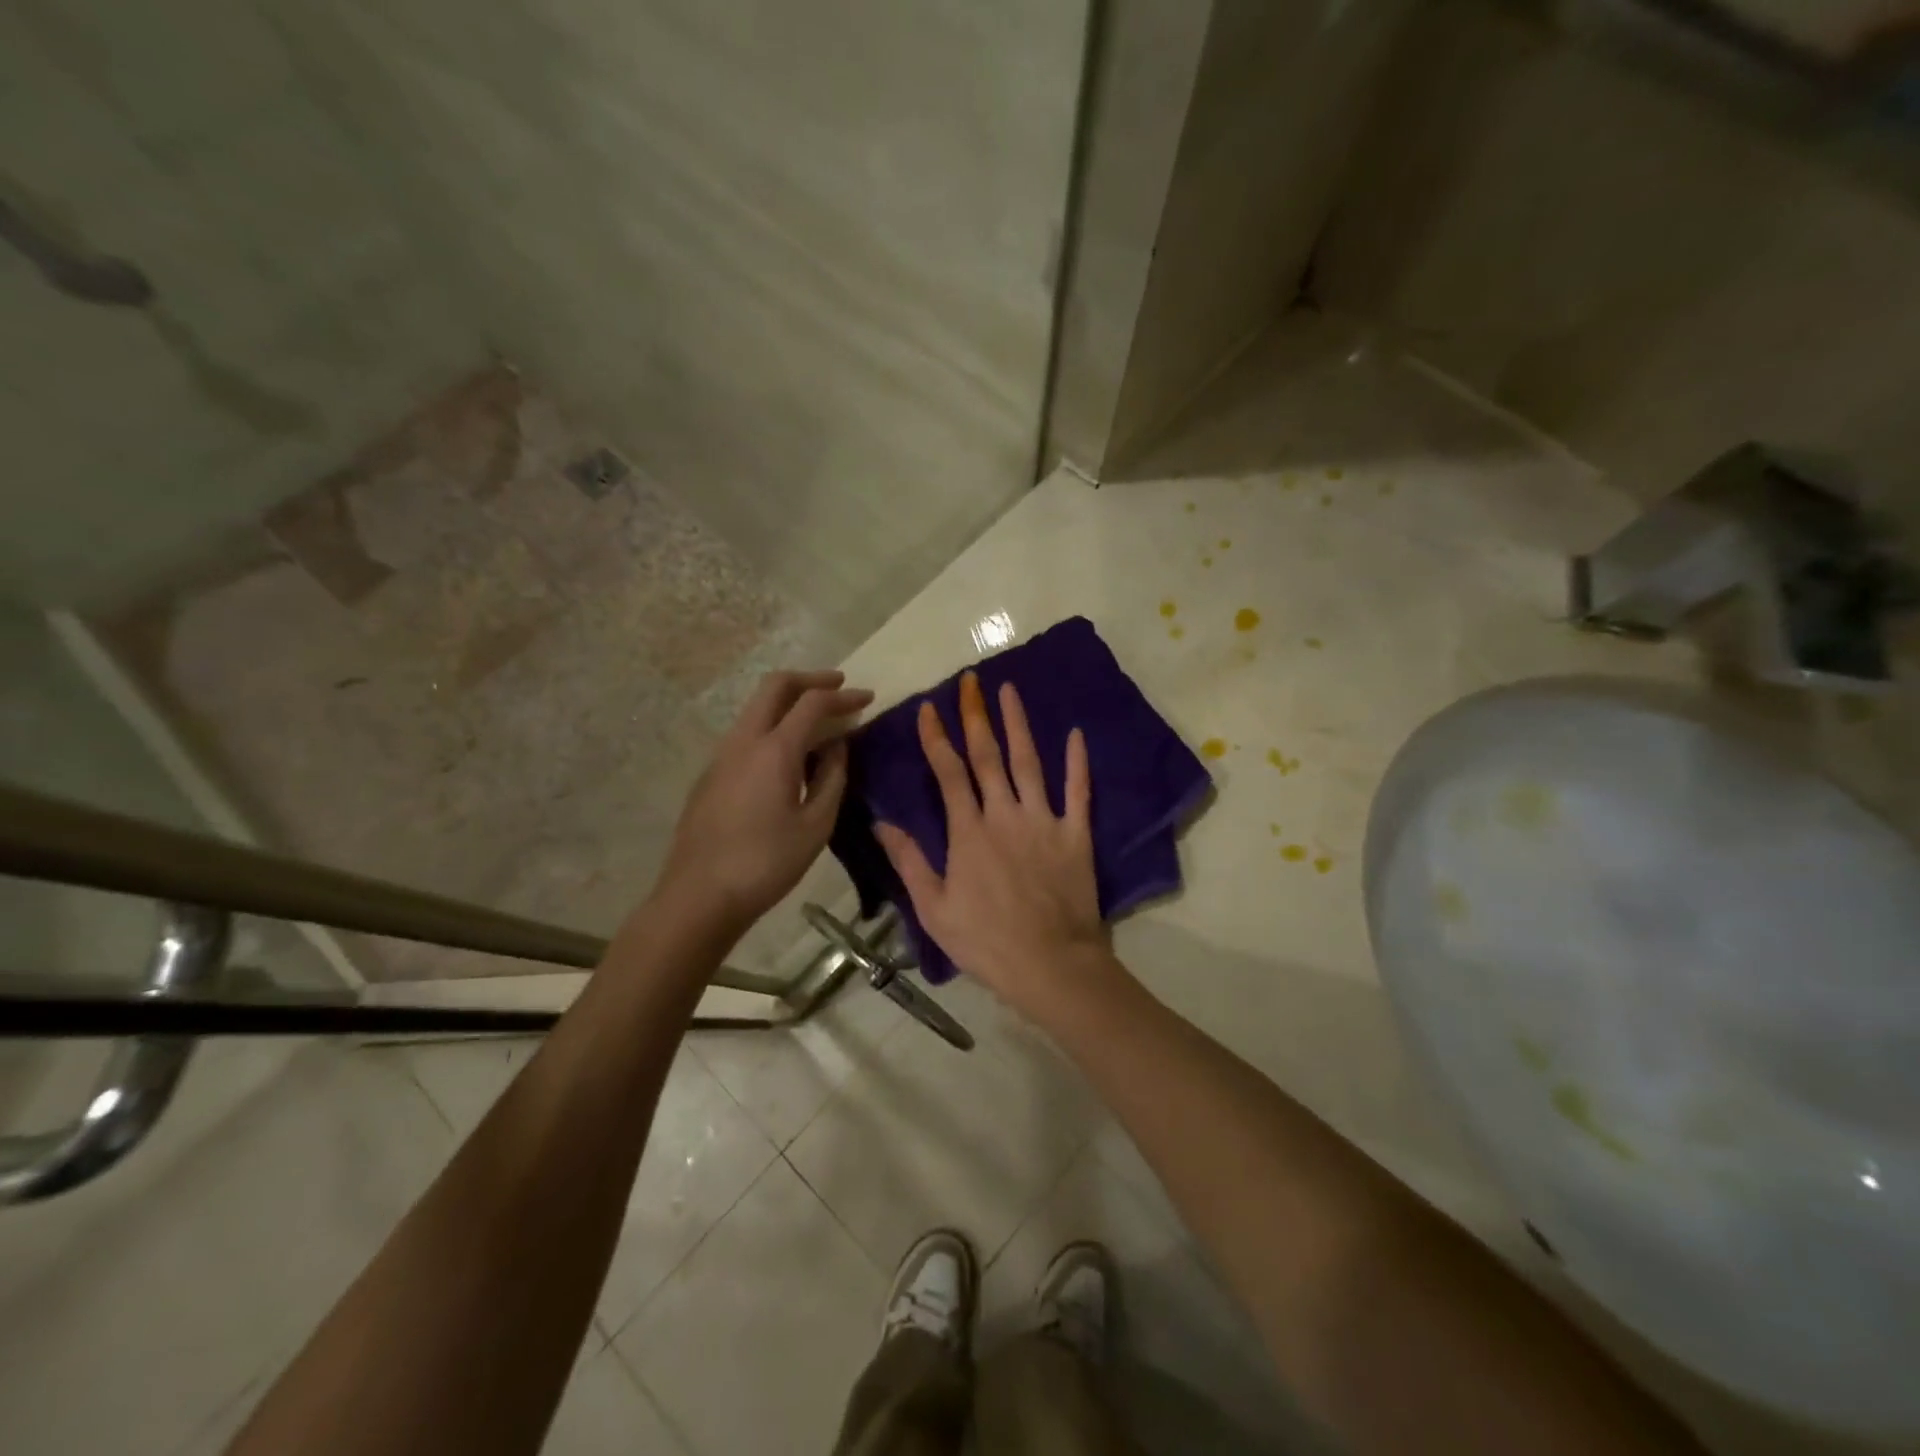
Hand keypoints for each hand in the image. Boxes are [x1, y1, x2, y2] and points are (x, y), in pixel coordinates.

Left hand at [659, 669, 872, 932]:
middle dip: (810, 679)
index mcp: (774, 750)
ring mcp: (722, 755)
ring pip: (757, 708)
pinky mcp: (711, 774)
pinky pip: (747, 733)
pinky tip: (790, 755)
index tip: (868, 698)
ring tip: (820, 722)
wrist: (699, 896)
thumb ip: (832, 777)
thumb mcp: (816, 825)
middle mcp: (744, 740)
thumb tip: (837, 746)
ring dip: (789, 703)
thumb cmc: (766, 864)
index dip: (844, 696)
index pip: (813, 703)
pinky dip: (774, 726)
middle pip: (775, 686)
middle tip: (838, 686)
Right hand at [874, 672, 1117, 1023]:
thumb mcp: (934, 909)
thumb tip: (881, 823)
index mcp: (969, 832)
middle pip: (987, 756)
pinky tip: (1075, 734)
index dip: (936, 738)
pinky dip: (1077, 762)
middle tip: (971, 681)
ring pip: (1029, 763)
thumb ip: (910, 861)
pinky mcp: (1076, 835)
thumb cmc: (986, 941)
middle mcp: (1004, 815)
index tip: (928, 708)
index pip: (949, 773)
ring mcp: (1044, 821)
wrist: (1051, 965)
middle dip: (976, 716)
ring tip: (1009, 690)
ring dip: (1018, 725)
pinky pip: (1078, 792)